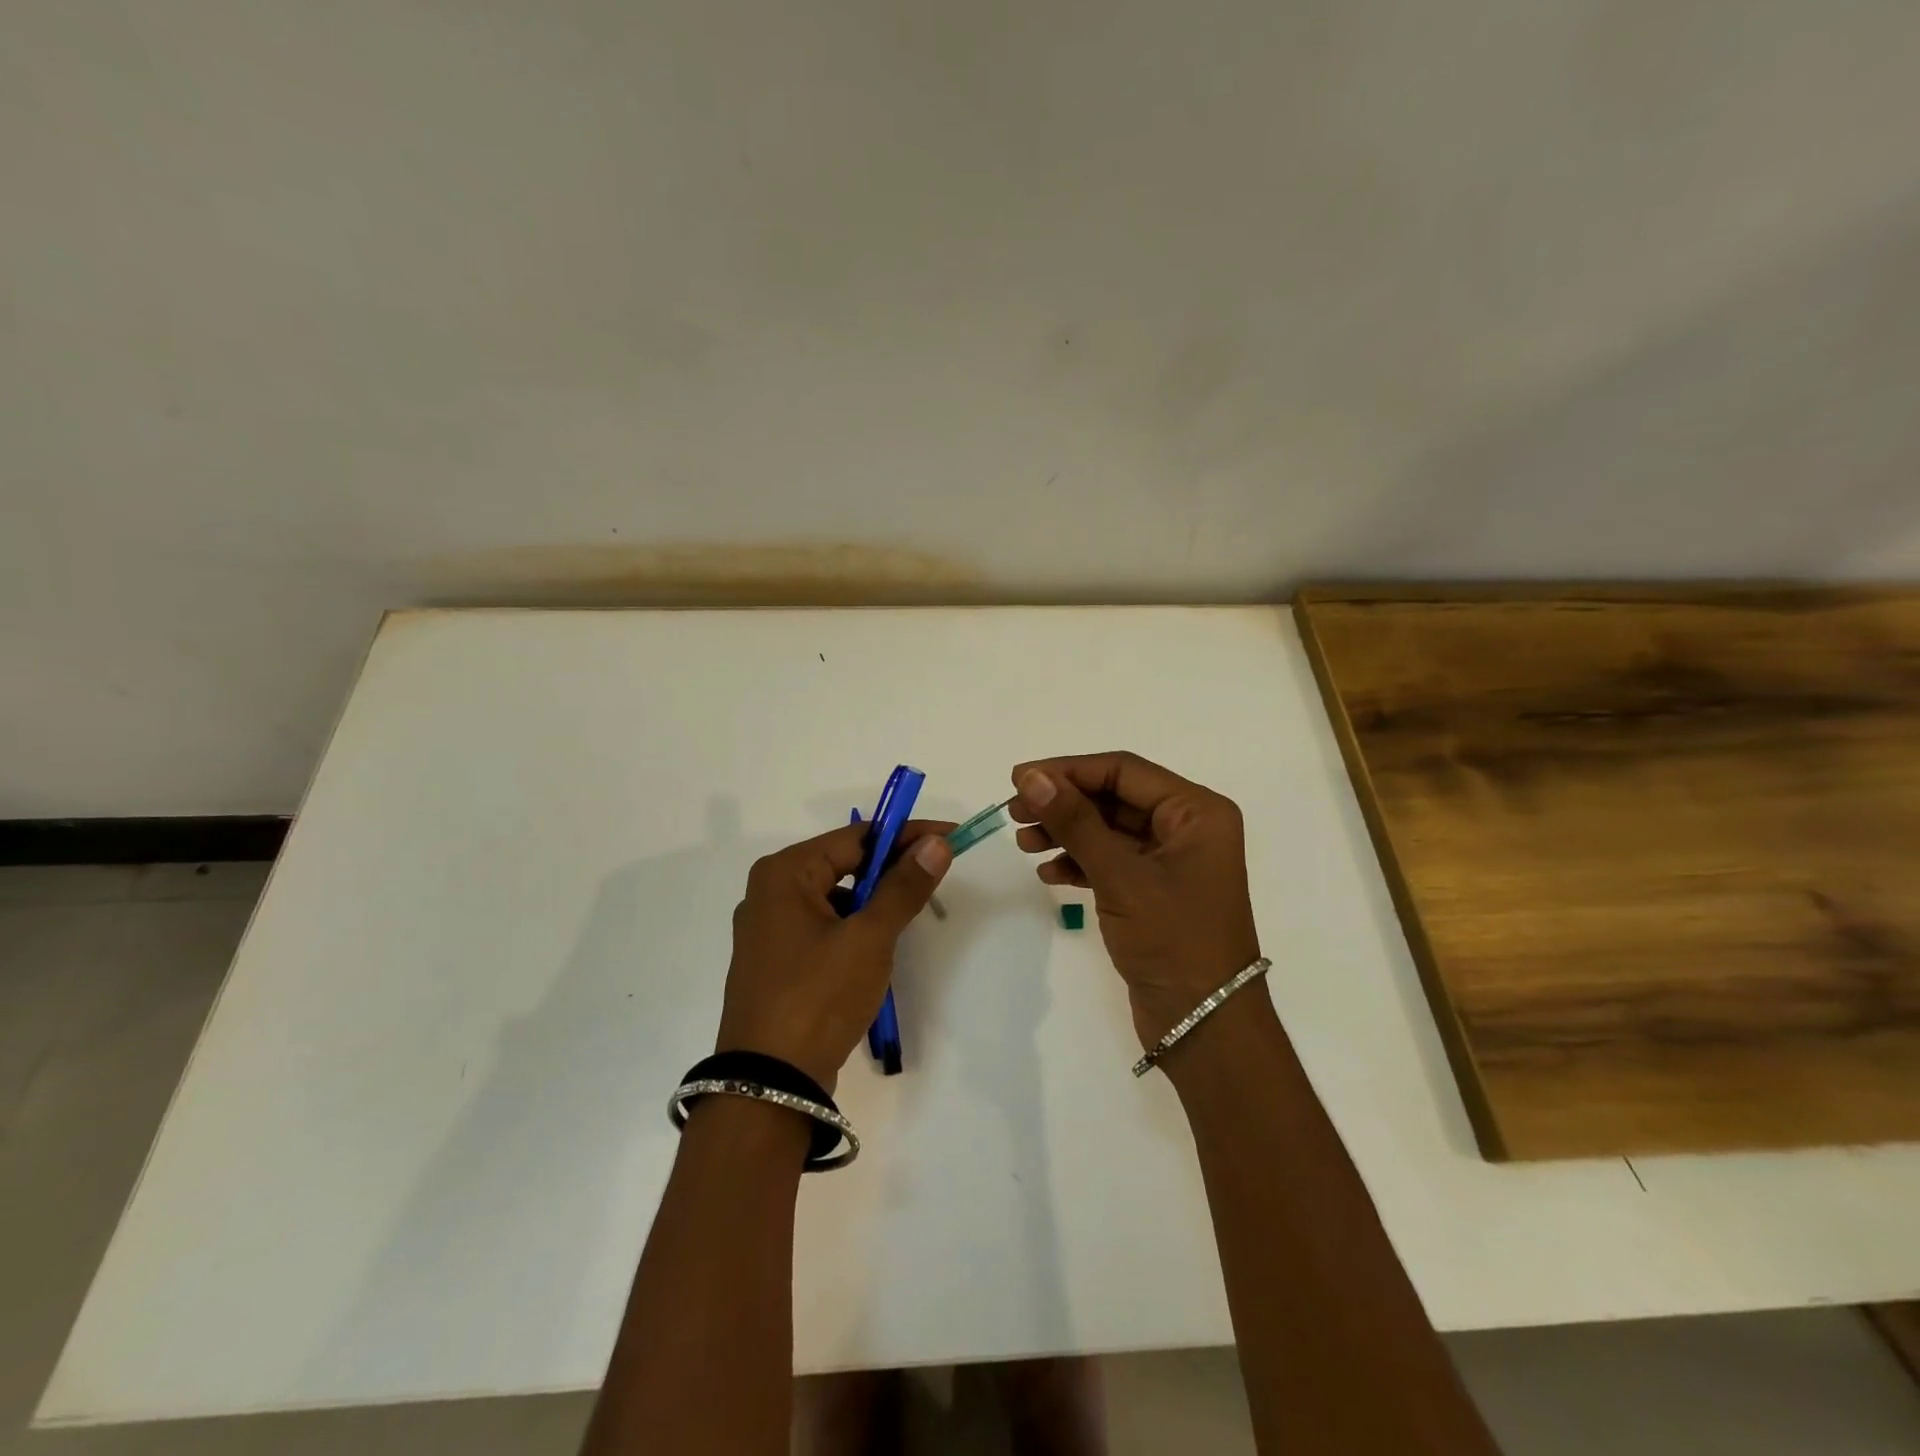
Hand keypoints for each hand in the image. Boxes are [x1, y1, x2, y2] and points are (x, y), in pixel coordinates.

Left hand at [717, 820, 952, 1089]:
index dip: (906, 836)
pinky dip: (854, 928)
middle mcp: (769, 892)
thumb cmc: (818, 997)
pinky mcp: (776, 962)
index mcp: (784, 873)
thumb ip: (904, 887)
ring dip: (874, 902)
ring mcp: (768, 930)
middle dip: (891, 869)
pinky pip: (823, 927)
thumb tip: (936, 843)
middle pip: (843, 864)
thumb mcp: (869, 938)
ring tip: (909, 915)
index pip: (857, 838)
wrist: (769, 1085)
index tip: (948, 838)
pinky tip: (877, 948)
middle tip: (936, 874)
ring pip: (836, 898)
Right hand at [1010, 752, 1259, 1049]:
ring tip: (1024, 844)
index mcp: (1196, 812)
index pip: (1123, 770)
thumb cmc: (1173, 940)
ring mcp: (1171, 862)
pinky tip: (1049, 873)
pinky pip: (1111, 861)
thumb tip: (1031, 776)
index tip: (1018, 778)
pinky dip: (1079, 862)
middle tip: (1014, 812)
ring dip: (1066, 833)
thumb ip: (1075, 821)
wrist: (1205, 1026)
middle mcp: (1188, 828)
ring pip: (1108, 830)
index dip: (1068, 770)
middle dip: (1064, 803)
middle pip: (1114, 798)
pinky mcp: (1154, 892)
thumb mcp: (1120, 875)